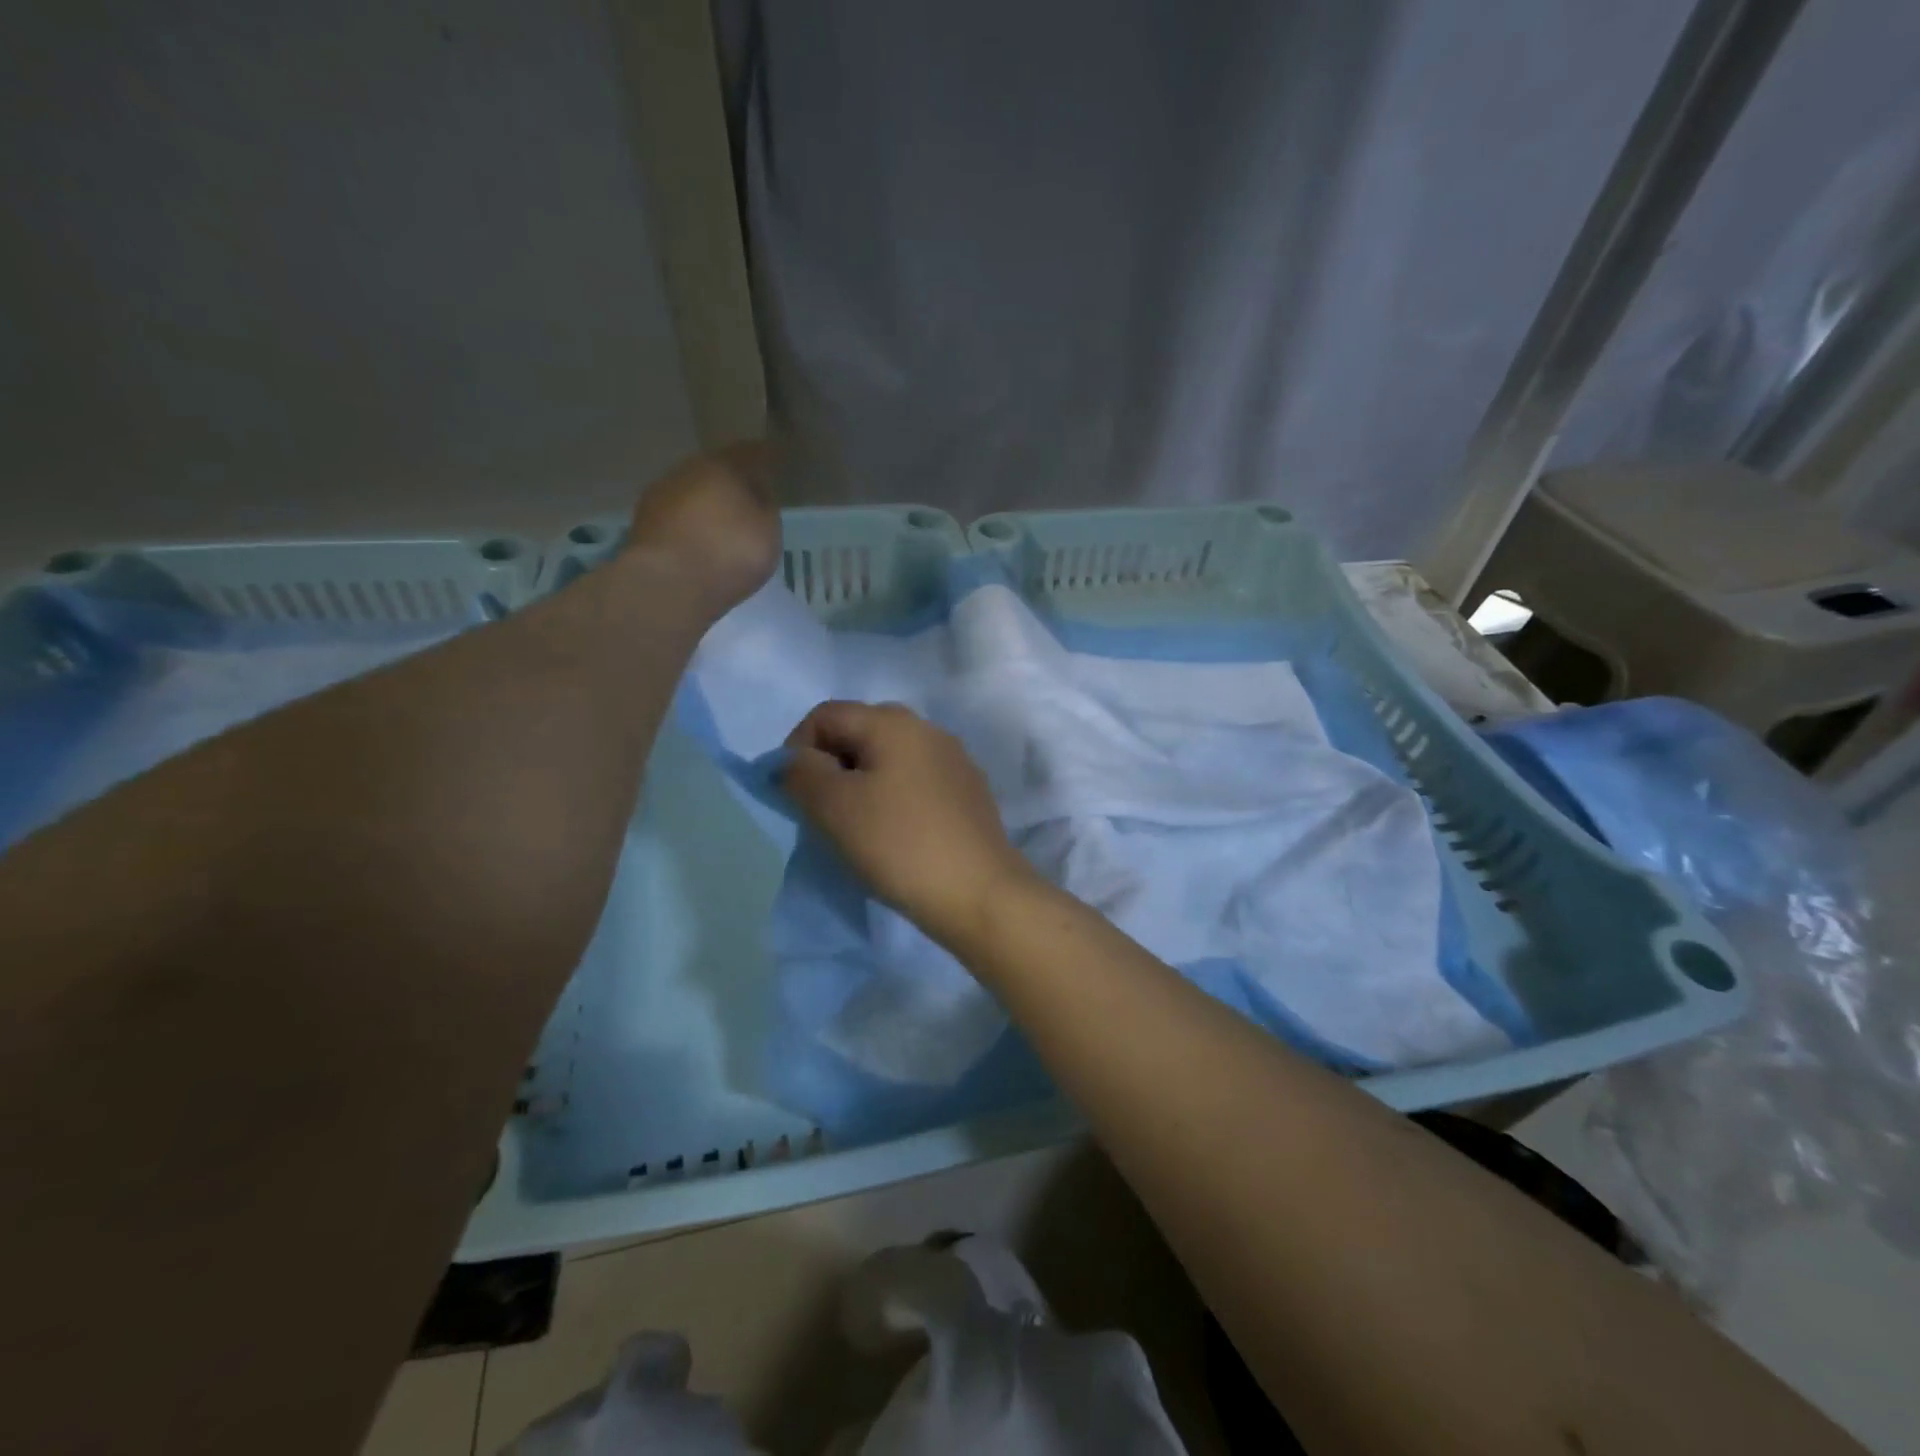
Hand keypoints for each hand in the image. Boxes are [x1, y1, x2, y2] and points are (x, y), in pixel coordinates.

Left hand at [623, 442, 780, 617]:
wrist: (669, 584)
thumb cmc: (729, 551)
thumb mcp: (768, 531)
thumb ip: (766, 506)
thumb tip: (759, 492)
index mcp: (722, 464)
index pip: (748, 452)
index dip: (762, 459)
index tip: (773, 466)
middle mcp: (687, 470)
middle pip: (714, 471)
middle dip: (730, 484)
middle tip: (747, 501)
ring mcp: (660, 495)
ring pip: (691, 493)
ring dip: (706, 506)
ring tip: (722, 527)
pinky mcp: (643, 524)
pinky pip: (675, 518)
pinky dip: (689, 526)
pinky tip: (698, 544)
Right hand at [781, 701, 1038, 945]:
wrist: (979, 893)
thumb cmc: (899, 844)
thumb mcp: (834, 807)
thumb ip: (801, 774)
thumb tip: (795, 762)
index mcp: (894, 722)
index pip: (826, 714)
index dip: (797, 748)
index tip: (794, 794)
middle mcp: (928, 729)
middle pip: (859, 732)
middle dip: (830, 765)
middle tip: (822, 810)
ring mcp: (954, 760)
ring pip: (889, 759)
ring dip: (862, 784)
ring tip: (856, 827)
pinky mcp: (968, 792)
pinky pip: (916, 782)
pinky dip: (893, 798)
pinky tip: (895, 835)